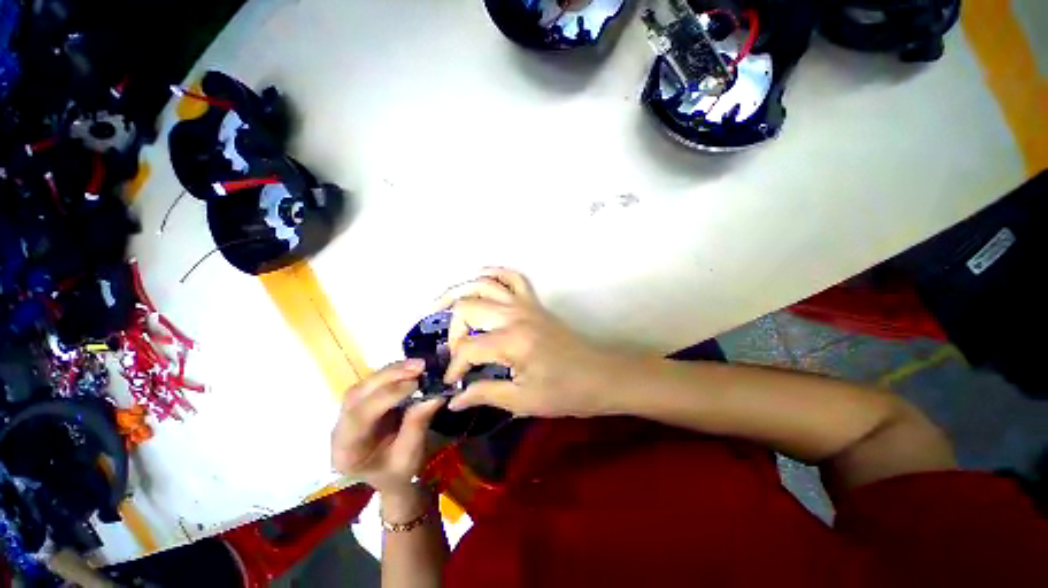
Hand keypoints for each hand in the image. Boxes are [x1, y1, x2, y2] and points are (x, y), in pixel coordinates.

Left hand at [331, 360, 442, 496]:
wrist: (389, 476)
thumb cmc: (397, 472)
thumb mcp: (409, 456)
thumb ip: (417, 425)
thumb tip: (435, 395)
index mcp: (346, 450)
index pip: (360, 416)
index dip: (388, 395)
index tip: (416, 383)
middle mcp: (339, 428)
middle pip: (357, 395)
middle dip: (389, 376)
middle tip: (419, 365)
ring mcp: (347, 414)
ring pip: (364, 385)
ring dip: (392, 371)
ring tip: (418, 364)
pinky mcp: (360, 403)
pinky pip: (373, 383)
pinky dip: (392, 373)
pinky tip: (410, 368)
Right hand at [437, 268, 629, 417]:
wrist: (599, 376)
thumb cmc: (565, 392)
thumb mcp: (523, 401)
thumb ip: (485, 393)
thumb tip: (453, 399)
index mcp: (512, 341)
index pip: (468, 348)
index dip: (454, 368)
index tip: (453, 385)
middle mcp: (515, 315)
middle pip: (467, 307)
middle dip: (452, 330)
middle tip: (453, 351)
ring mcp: (526, 304)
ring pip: (485, 283)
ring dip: (460, 291)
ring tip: (442, 305)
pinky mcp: (535, 303)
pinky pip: (512, 277)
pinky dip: (493, 274)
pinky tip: (480, 280)